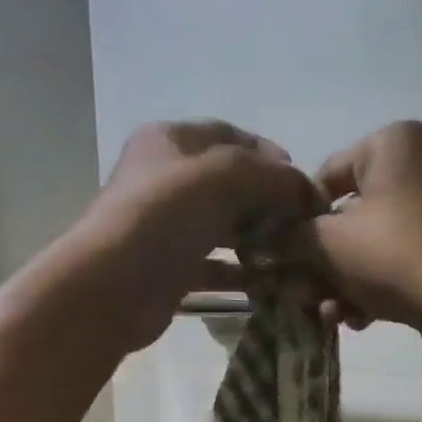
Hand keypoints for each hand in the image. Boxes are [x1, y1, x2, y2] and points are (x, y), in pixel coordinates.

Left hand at [74, 120, 320, 350]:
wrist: (113, 286)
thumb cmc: (165, 215)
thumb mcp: (226, 177)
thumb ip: (273, 176)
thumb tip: (309, 192)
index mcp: (170, 141)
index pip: (230, 136)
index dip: (270, 155)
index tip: (302, 182)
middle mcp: (166, 179)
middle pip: (229, 184)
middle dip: (268, 201)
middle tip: (301, 224)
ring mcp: (166, 227)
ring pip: (223, 227)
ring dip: (259, 240)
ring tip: (292, 254)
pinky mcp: (170, 269)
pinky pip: (214, 267)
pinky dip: (241, 273)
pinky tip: (269, 283)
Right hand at [293, 121, 421, 363]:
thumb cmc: (390, 253)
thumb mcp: (326, 243)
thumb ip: (291, 236)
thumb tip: (272, 239)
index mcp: (394, 141)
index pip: (325, 175)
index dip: (298, 219)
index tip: (287, 255)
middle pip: (352, 213)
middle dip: (325, 260)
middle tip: (306, 293)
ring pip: (377, 238)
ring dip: (347, 279)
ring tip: (331, 315)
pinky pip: (405, 252)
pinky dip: (380, 280)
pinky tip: (360, 317)